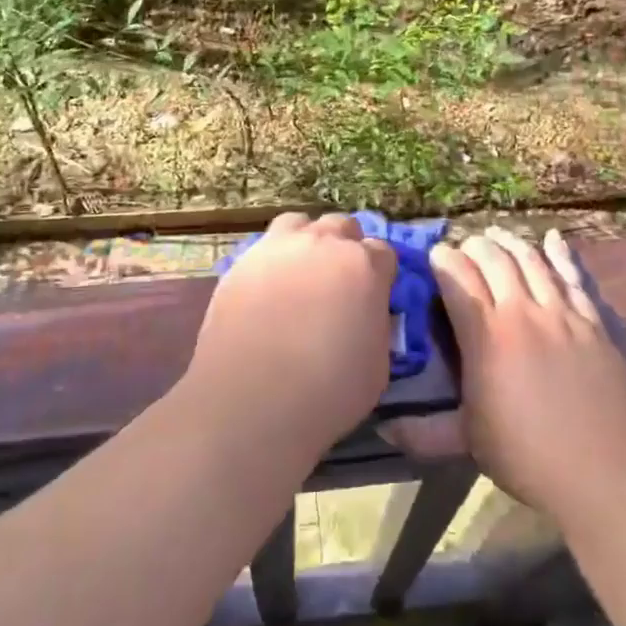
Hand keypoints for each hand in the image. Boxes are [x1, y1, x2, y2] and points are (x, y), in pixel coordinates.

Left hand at [183, 213, 396, 453]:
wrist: (251, 400)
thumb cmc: (327, 391)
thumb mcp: (377, 365)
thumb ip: (376, 325)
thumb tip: (366, 314)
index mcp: (364, 266)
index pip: (383, 252)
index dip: (380, 273)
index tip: (374, 295)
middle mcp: (322, 244)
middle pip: (342, 227)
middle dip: (345, 248)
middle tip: (338, 283)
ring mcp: (278, 247)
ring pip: (299, 225)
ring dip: (306, 242)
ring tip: (301, 275)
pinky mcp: (241, 262)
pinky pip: (264, 249)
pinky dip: (272, 262)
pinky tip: (267, 291)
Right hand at [418, 227, 625, 526]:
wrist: (608, 472)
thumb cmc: (530, 457)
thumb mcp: (469, 443)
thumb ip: (424, 432)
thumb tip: (383, 428)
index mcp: (486, 336)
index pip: (458, 278)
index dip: (443, 259)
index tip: (433, 257)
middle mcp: (522, 312)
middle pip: (494, 259)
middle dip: (473, 246)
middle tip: (463, 249)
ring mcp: (562, 314)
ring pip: (531, 260)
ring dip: (510, 242)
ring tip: (496, 234)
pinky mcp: (593, 323)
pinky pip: (573, 277)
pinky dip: (561, 254)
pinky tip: (552, 238)